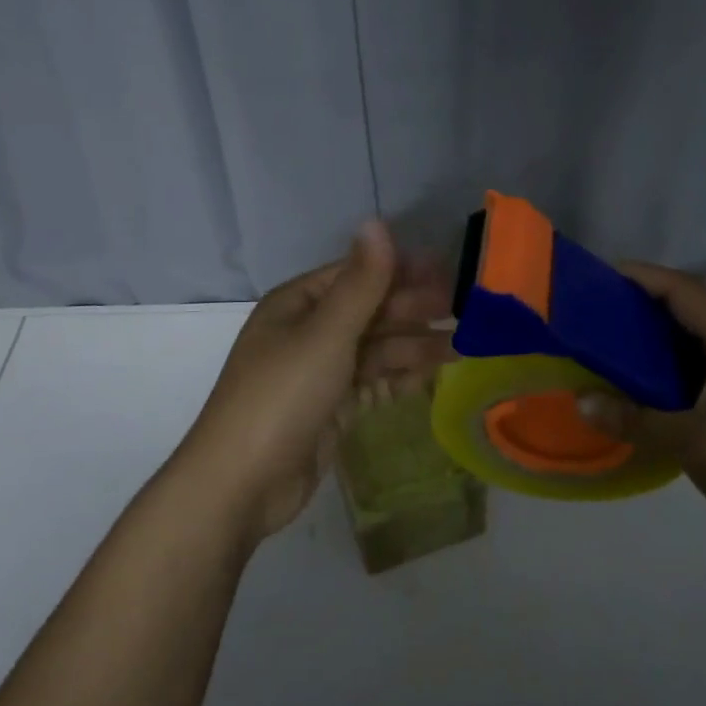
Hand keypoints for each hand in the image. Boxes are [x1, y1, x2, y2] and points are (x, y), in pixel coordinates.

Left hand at [176, 221, 454, 545]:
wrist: (242, 484)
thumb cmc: (283, 396)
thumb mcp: (326, 333)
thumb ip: (361, 282)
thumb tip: (377, 220)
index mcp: (297, 303)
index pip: (357, 274)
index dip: (401, 270)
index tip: (447, 272)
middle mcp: (307, 330)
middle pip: (369, 311)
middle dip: (413, 309)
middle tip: (464, 310)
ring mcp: (318, 371)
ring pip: (374, 348)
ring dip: (414, 345)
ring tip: (462, 346)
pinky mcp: (329, 407)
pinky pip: (371, 381)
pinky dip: (399, 376)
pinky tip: (432, 374)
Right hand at [583, 263, 705, 557]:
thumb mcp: (691, 441)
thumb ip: (633, 419)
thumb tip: (581, 401)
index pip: (684, 289)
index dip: (643, 276)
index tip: (600, 274)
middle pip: (688, 308)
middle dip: (643, 303)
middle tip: (596, 309)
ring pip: (694, 340)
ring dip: (655, 336)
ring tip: (609, 341)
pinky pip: (699, 367)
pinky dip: (667, 366)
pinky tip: (641, 384)